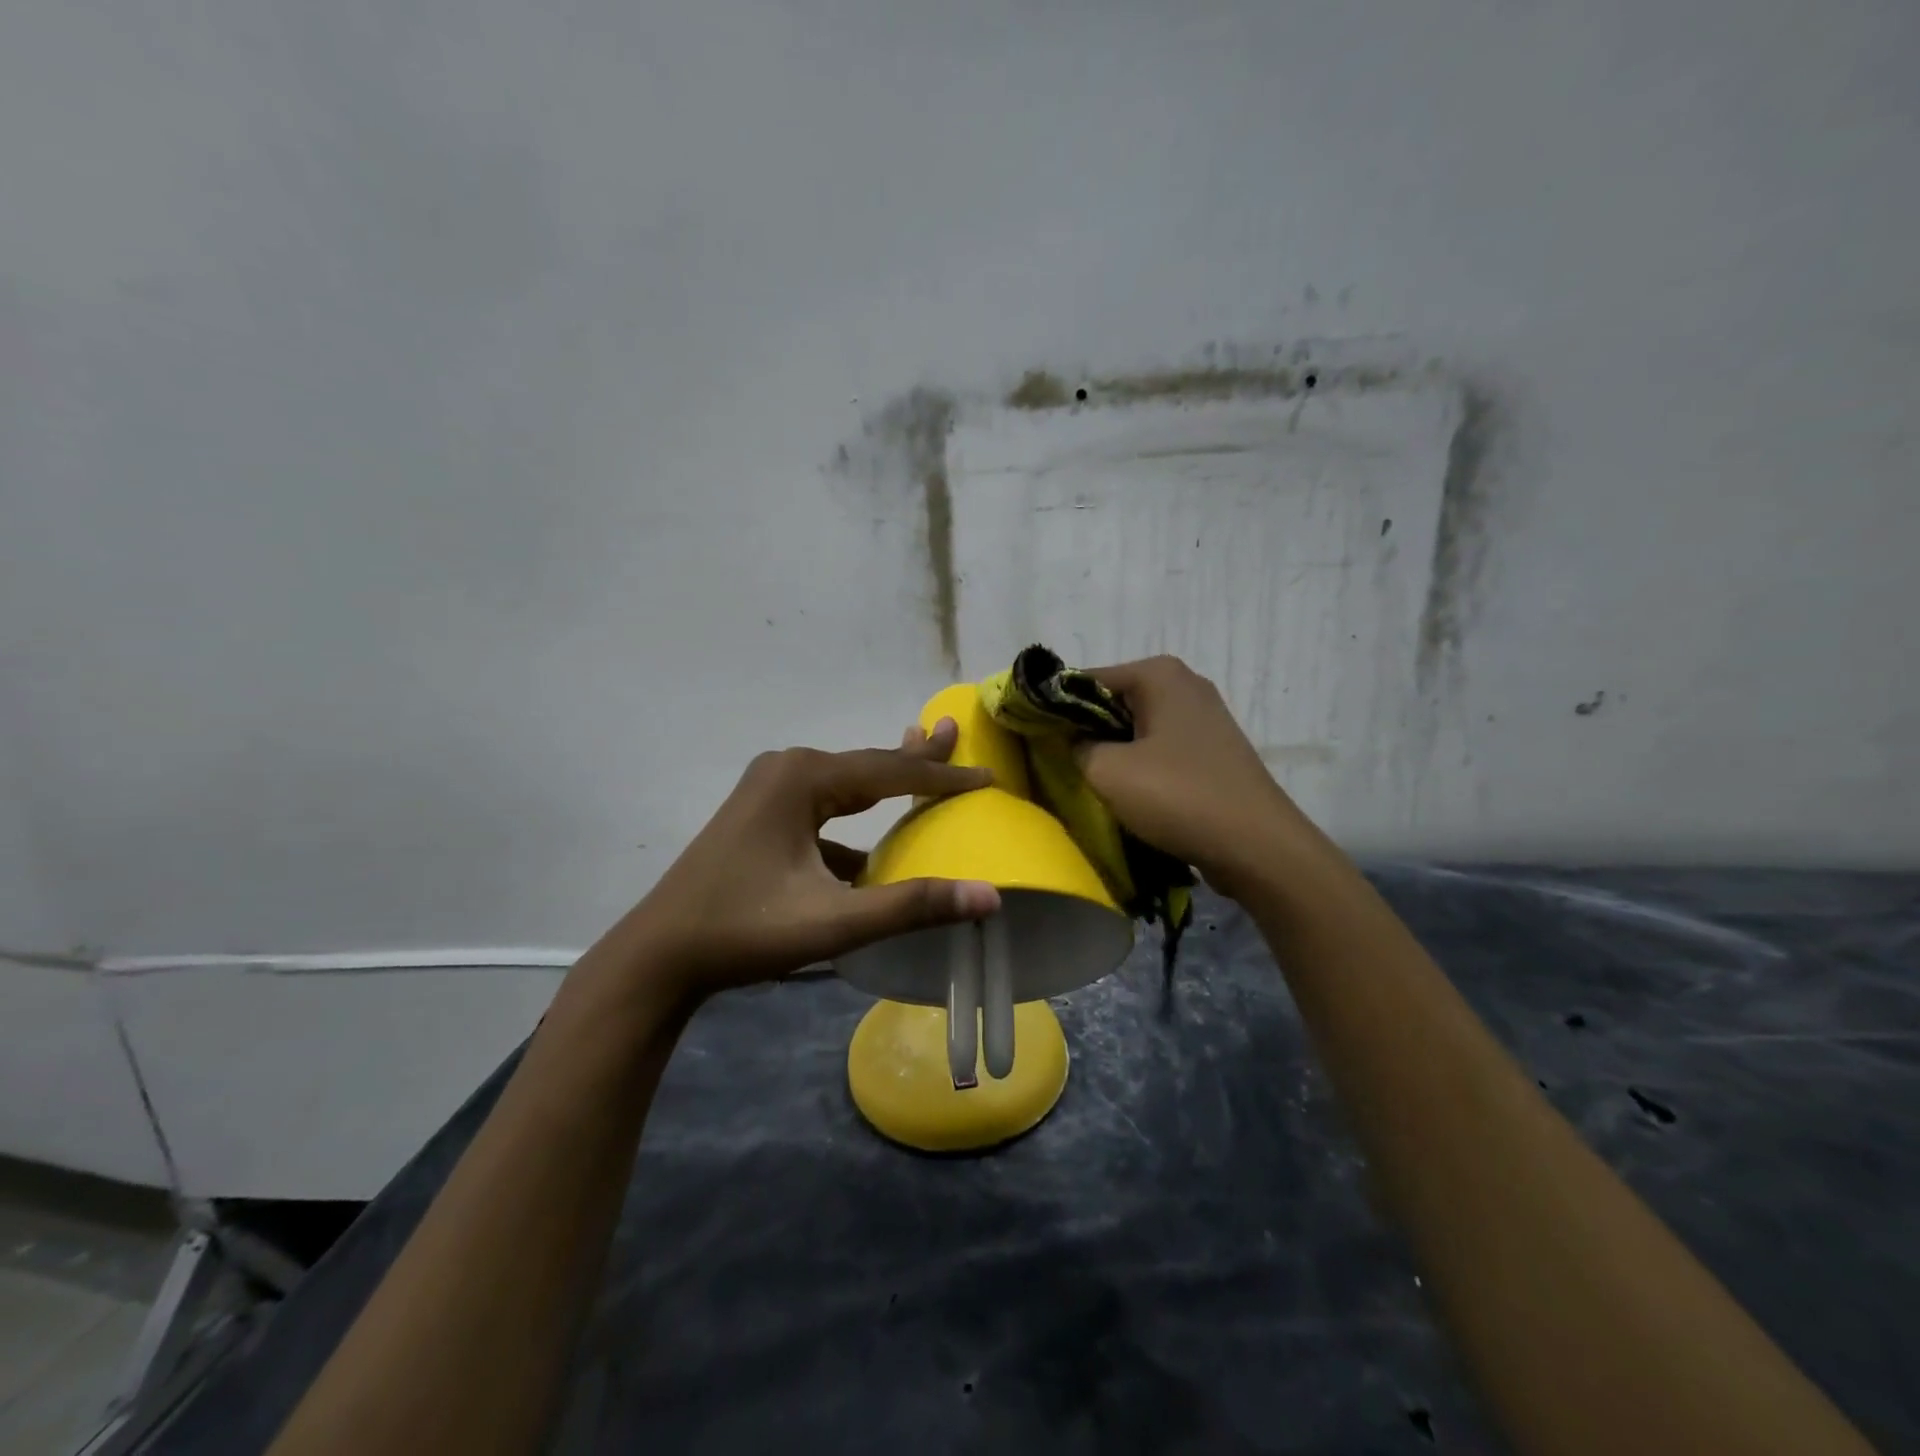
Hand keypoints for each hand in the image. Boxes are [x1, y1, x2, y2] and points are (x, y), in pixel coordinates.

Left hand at [627, 719, 1000, 1000]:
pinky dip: (851, 821)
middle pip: (867, 765)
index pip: (891, 772)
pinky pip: (821, 809)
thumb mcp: (835, 921)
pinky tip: (868, 853)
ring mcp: (768, 790)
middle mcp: (787, 769)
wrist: (659, 955)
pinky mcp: (759, 815)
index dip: (942, 777)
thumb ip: (913, 905)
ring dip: (883, 784)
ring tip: (922, 769)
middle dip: (914, 758)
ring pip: (843, 785)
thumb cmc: (746, 931)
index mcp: (804, 778)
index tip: (988, 776)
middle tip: (954, 735)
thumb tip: (990, 895)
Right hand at [1075, 656, 1314, 898]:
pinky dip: (1139, 764)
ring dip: (1111, 751)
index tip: (1032, 738)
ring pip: (1136, 727)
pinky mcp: (1213, 750)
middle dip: (1084, 730)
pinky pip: (1160, 748)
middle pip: (1112, 701)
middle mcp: (1184, 685)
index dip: (1054, 709)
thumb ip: (1074, 746)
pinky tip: (1128, 793)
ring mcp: (1204, 717)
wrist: (1257, 847)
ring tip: (1088, 781)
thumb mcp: (1107, 771)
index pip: (1084, 680)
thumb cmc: (1178, 797)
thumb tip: (1069, 741)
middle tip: (1057, 763)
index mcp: (1159, 674)